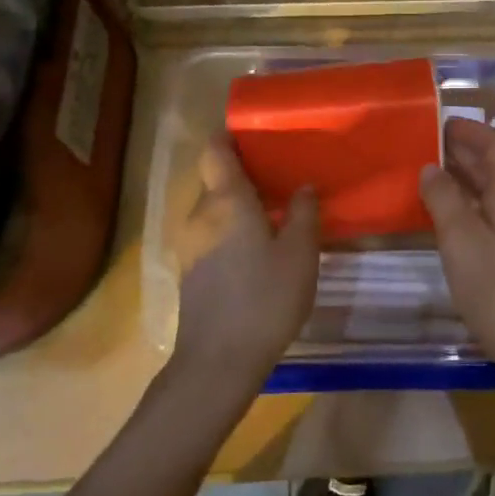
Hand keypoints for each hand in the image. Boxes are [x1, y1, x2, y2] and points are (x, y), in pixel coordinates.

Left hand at [171, 134, 318, 398]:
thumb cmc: (264, 299)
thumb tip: (304, 186)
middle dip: (243, 174)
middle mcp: (200, 215)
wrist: (218, 361)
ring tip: (274, 212)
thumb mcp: (300, 254)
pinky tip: (256, 249)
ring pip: (213, 210)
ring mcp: (190, 244)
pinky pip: (210, 234)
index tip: (254, 134)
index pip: (215, 151)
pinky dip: (230, 230)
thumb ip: (304, 214)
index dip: (229, 136)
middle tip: (280, 176)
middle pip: (215, 180)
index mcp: (226, 201)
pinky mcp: (190, 271)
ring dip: (238, 205)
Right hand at [419, 117, 494, 380]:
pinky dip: (468, 205)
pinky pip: (491, 215)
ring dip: (464, 179)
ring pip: (493, 192)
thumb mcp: (461, 239)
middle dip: (464, 152)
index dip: (471, 131)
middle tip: (425, 147)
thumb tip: (430, 168)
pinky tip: (446, 219)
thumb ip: (443, 199)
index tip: (440, 124)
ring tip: (429, 176)